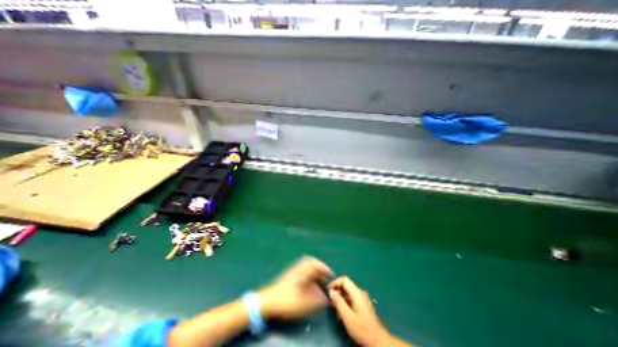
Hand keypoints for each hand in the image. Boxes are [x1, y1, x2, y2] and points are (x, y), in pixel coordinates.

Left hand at [258, 255, 332, 319]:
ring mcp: (292, 271)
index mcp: (302, 270)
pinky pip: (302, 271)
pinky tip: (309, 284)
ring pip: (306, 267)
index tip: (331, 274)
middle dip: (319, 269)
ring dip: (314, 272)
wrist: (267, 301)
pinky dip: (308, 275)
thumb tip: (326, 298)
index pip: (316, 263)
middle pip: (311, 263)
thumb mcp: (304, 303)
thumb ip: (317, 300)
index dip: (325, 267)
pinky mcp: (289, 275)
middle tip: (325, 277)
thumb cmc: (286, 300)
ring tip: (319, 281)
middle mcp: (298, 267)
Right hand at [328, 276, 389, 346]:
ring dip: (340, 297)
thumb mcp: (348, 317)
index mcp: (357, 293)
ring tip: (334, 308)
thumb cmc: (362, 329)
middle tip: (330, 301)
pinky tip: (342, 312)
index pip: (345, 280)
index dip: (335, 282)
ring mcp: (363, 298)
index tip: (328, 290)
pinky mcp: (363, 305)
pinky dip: (345, 302)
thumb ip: (339, 302)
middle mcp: (360, 292)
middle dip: (337, 291)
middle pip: (346, 285)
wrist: (378, 341)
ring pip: (348, 292)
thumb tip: (331, 291)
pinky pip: (352, 298)